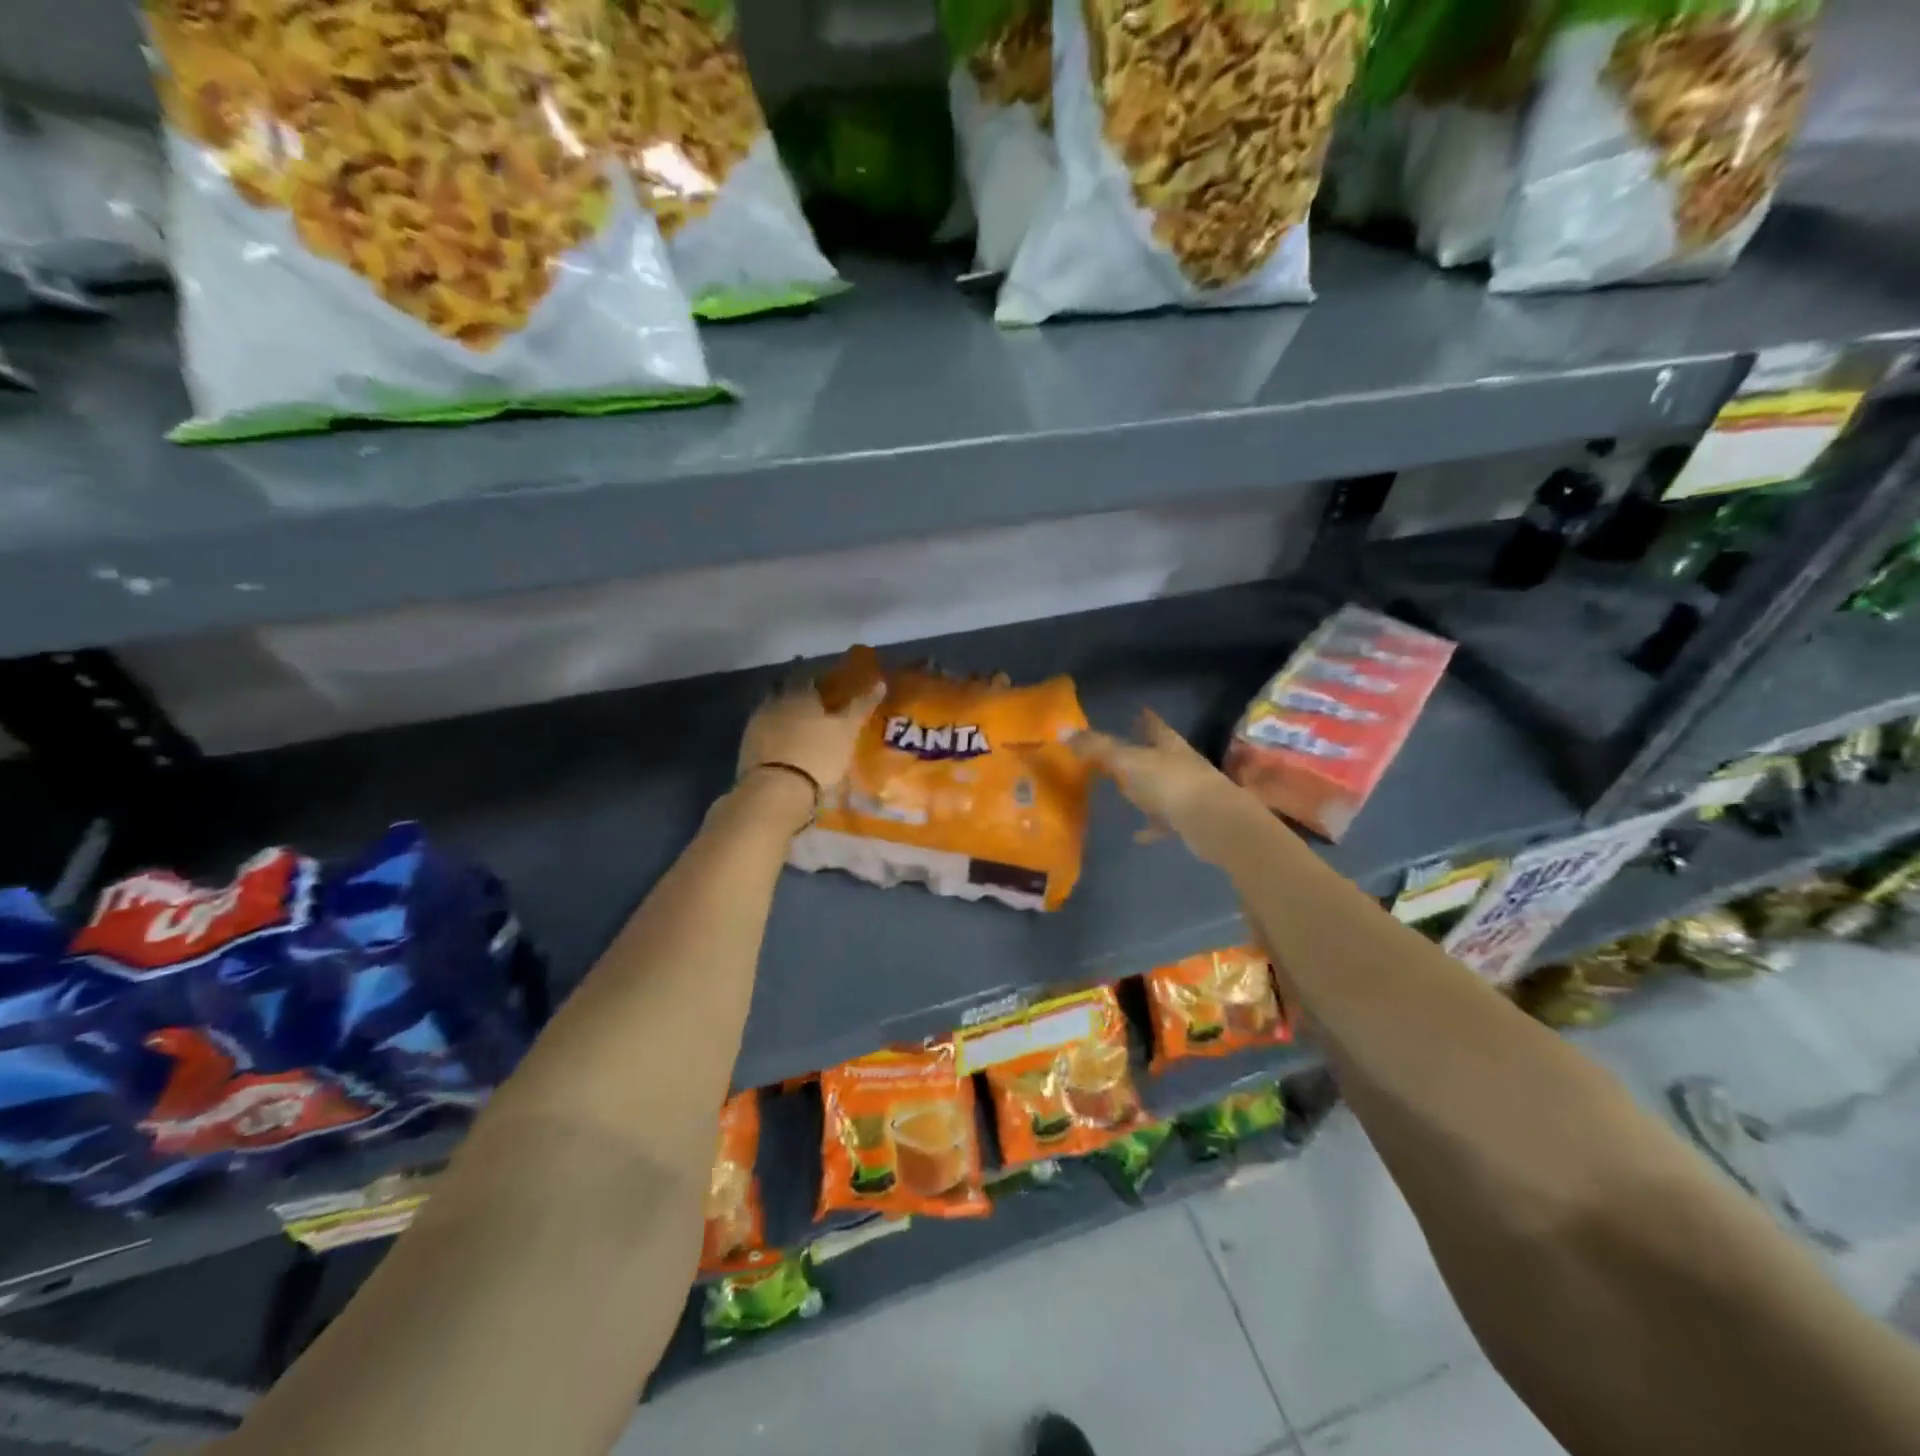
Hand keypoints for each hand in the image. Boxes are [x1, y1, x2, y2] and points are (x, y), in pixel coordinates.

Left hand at [738, 674, 885, 811]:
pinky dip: (773, 736)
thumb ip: (861, 706)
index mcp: (800, 694)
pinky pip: (763, 734)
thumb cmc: (818, 755)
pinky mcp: (747, 749)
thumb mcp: (847, 731)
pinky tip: (783, 748)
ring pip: (772, 712)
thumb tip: (880, 682)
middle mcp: (775, 703)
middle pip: (785, 692)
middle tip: (812, 707)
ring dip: (783, 716)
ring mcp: (757, 726)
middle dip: (797, 696)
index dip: (818, 679)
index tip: (826, 686)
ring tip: (799, 729)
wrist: (776, 790)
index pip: (808, 677)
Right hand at [1072, 710, 1264, 865]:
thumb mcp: (1127, 761)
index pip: (1155, 726)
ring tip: (1125, 792)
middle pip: (1160, 754)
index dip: (1145, 719)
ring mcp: (1188, 793)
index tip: (1139, 711)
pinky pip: (1163, 822)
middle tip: (1124, 750)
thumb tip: (1062, 731)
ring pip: (1162, 786)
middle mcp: (1181, 764)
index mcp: (1169, 745)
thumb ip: (1096, 748)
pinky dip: (1150, 827)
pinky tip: (1136, 835)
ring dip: (1147, 789)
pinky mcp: (1188, 821)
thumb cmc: (1170, 783)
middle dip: (1145, 751)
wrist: (1212, 823)